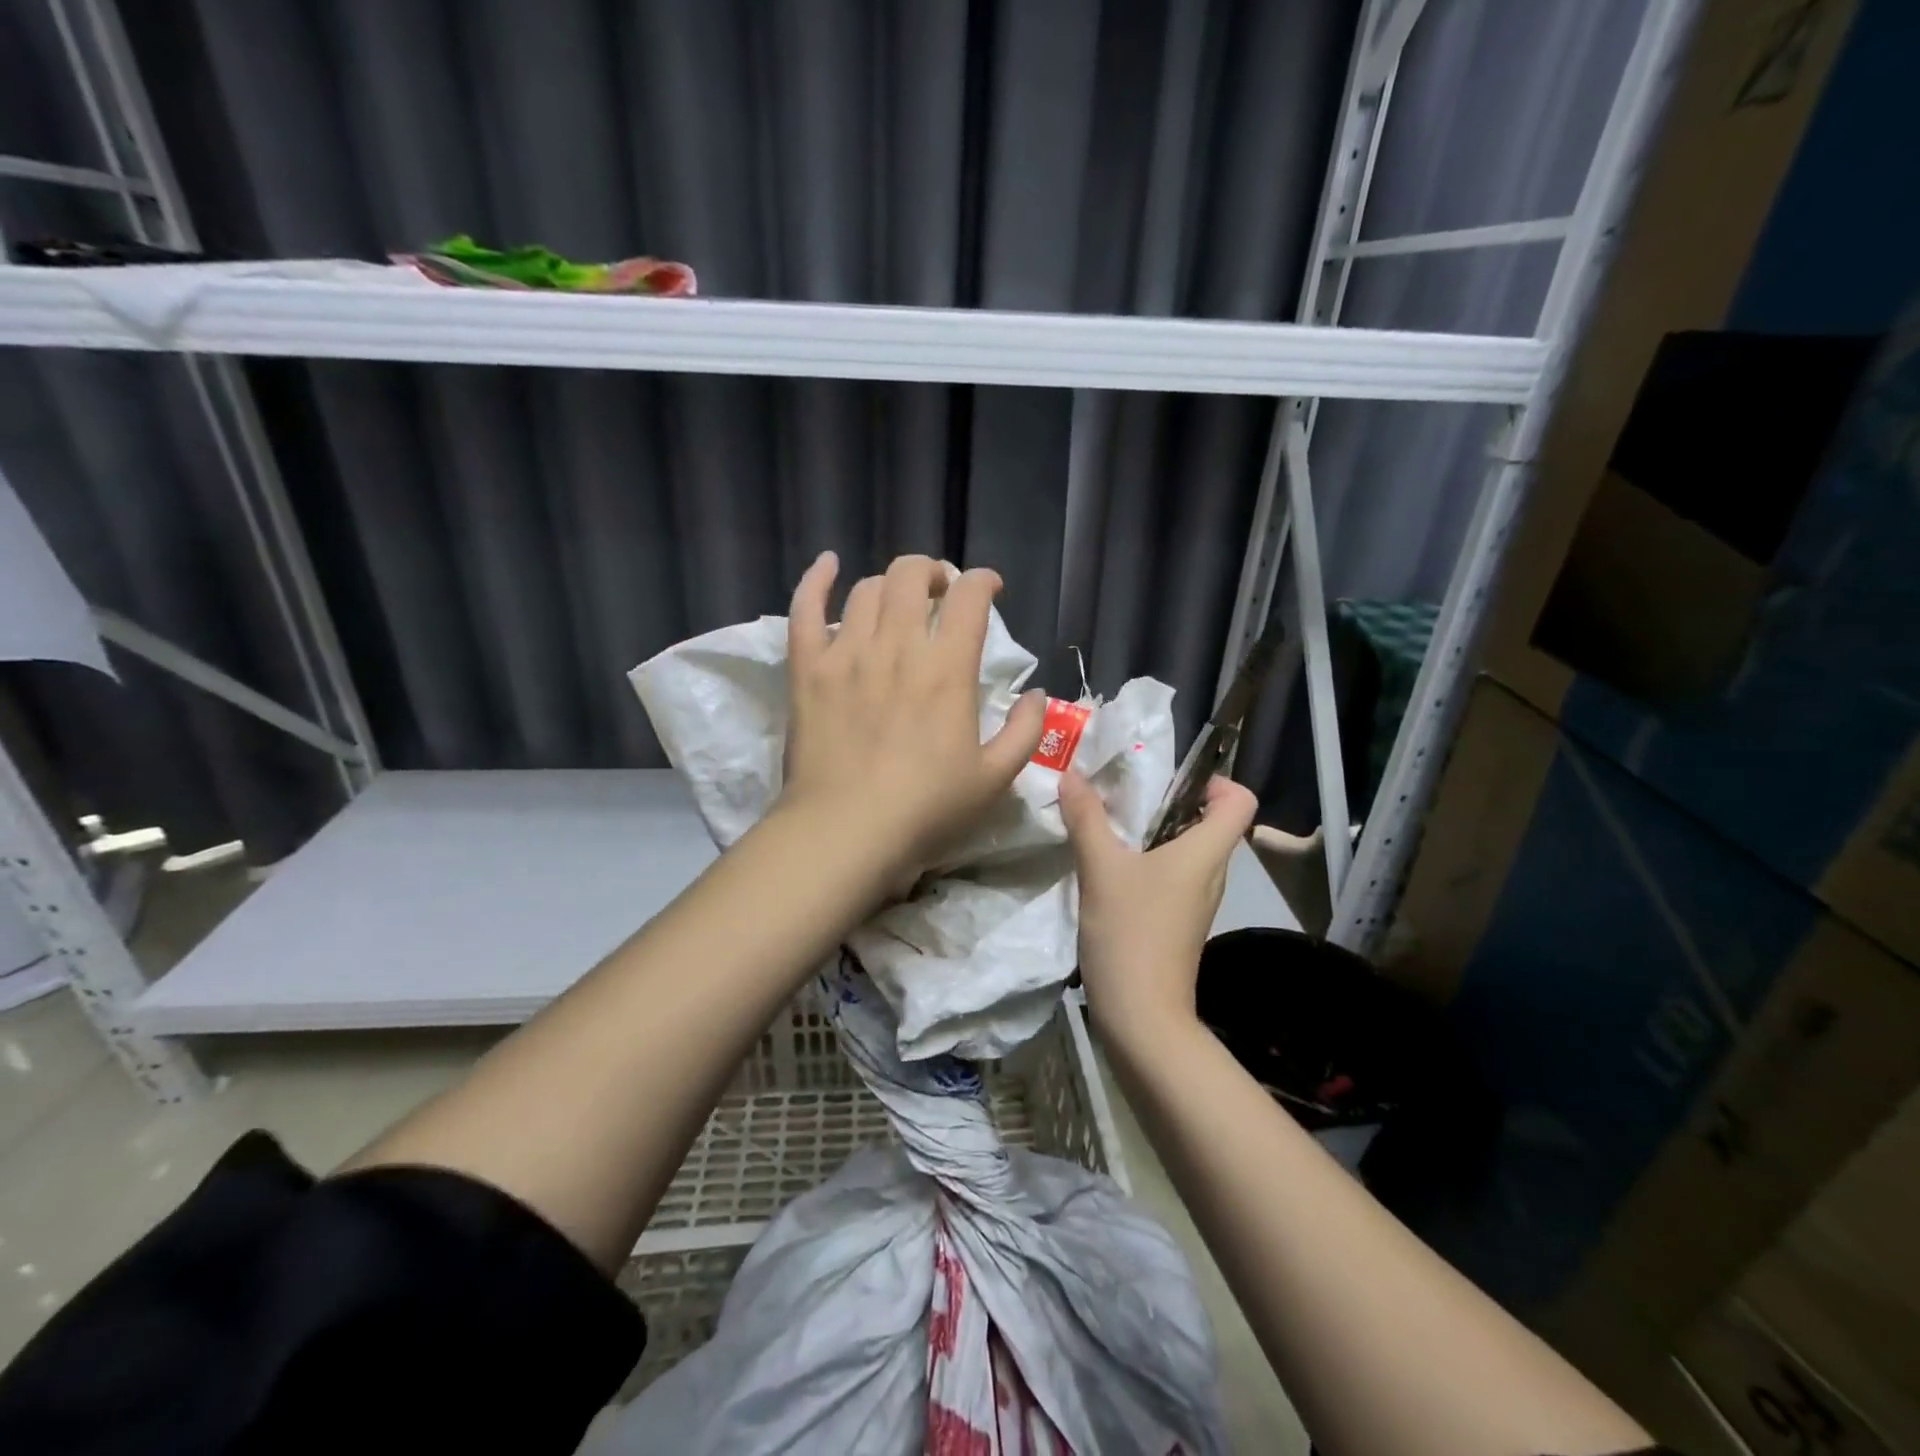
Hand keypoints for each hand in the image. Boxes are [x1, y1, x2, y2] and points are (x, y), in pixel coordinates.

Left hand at [780, 552, 1045, 888]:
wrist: (845, 832)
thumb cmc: (925, 810)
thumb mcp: (994, 779)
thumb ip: (1024, 732)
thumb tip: (1037, 695)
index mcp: (947, 669)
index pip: (969, 598)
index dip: (984, 582)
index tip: (990, 589)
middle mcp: (897, 646)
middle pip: (912, 576)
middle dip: (933, 571)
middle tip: (941, 592)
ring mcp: (846, 653)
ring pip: (867, 589)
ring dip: (889, 585)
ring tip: (898, 601)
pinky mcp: (807, 669)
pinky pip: (805, 609)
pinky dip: (816, 579)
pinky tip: (828, 563)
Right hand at [1060, 770, 1257, 1041]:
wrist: (1141, 1016)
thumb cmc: (1131, 933)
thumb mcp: (1101, 868)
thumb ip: (1086, 818)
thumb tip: (1071, 773)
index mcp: (1206, 852)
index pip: (1241, 801)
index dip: (1216, 781)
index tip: (1171, 782)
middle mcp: (1212, 872)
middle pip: (1211, 822)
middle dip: (1171, 802)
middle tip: (1124, 795)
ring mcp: (1197, 900)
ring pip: (1187, 850)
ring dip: (1154, 833)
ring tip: (1111, 827)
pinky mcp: (1179, 921)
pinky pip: (1172, 876)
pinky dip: (1148, 863)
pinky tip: (1110, 869)